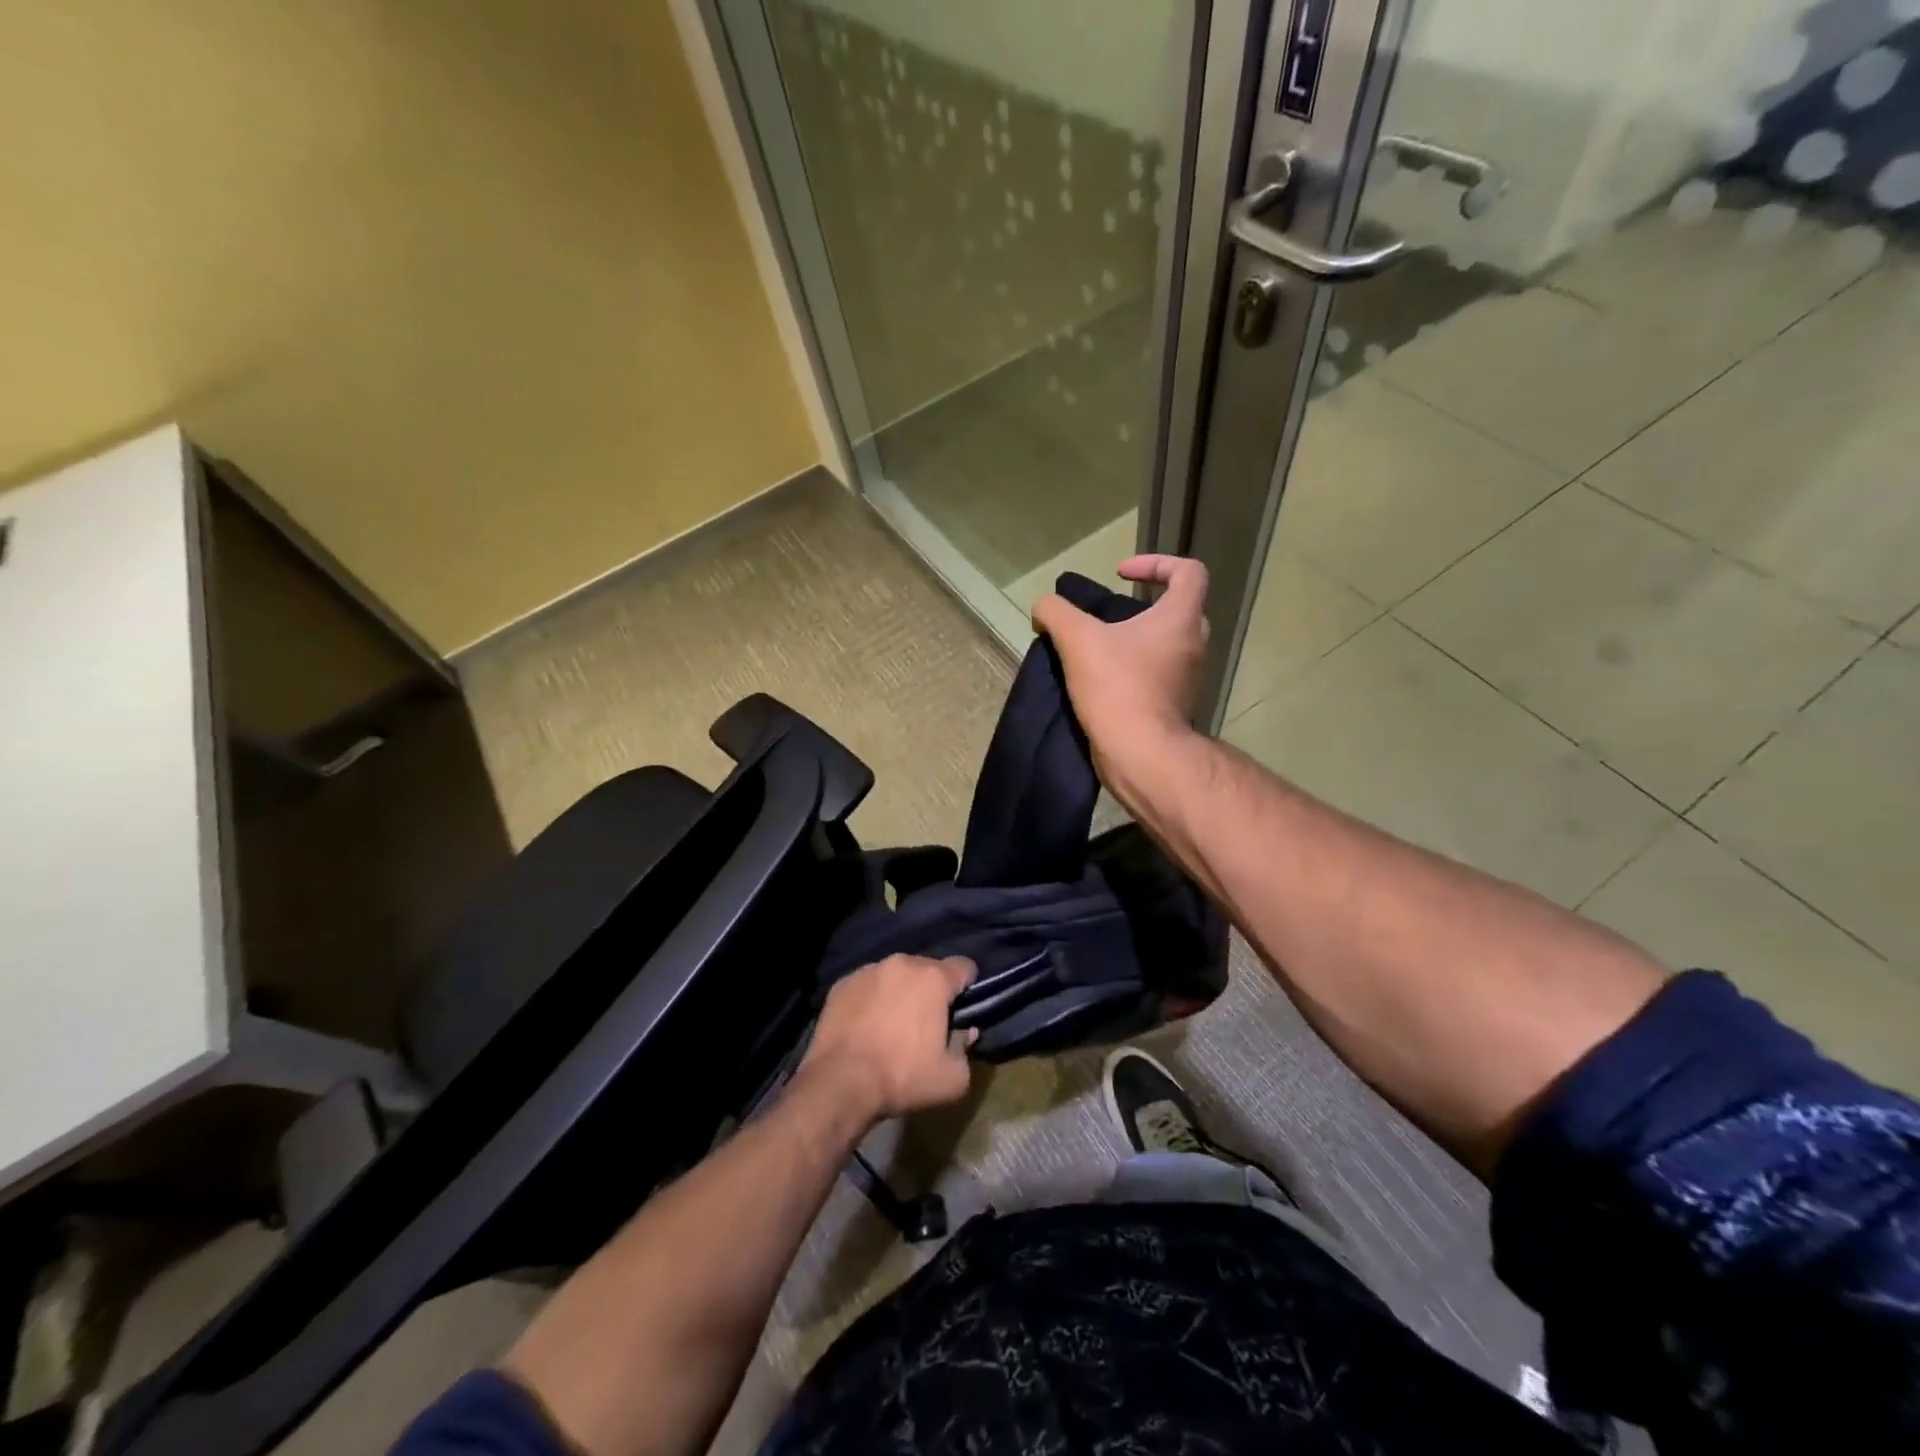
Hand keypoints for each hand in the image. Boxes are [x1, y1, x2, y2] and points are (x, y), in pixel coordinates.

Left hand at [801, 955, 975, 1122]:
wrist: (840, 1083)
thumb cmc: (902, 1077)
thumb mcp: (952, 1078)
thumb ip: (965, 1049)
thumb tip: (964, 1032)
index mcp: (933, 978)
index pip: (964, 967)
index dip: (968, 988)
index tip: (961, 1011)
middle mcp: (902, 963)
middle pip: (928, 969)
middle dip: (932, 991)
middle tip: (926, 1024)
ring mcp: (868, 970)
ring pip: (896, 975)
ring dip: (901, 992)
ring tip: (892, 1025)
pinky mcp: (842, 983)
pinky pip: (868, 985)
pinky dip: (873, 999)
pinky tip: (866, 1026)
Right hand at [1031, 555, 1209, 789]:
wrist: (1140, 753)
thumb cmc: (1118, 687)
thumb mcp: (1077, 639)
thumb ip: (1057, 613)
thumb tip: (1044, 608)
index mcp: (1181, 618)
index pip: (1189, 571)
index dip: (1156, 563)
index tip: (1120, 575)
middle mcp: (1193, 645)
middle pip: (1180, 608)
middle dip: (1146, 604)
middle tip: (1112, 614)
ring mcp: (1187, 678)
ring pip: (1167, 645)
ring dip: (1137, 640)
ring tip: (1099, 649)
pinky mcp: (1174, 706)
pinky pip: (1157, 676)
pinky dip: (1135, 670)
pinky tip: (1101, 681)